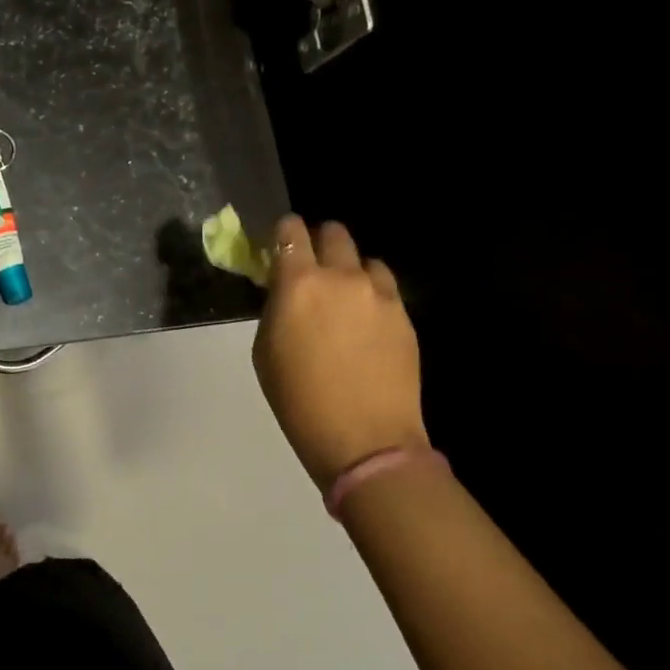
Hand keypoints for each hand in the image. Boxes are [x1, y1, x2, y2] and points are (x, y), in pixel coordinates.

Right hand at [252, 215, 427, 488]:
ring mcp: (380, 294)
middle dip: (319, 242)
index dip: (283, 232)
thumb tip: (286, 292)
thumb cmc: (298, 399)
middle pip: (334, 233)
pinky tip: (364, 323)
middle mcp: (342, 277)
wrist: (364, 437)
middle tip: (311, 269)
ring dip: (350, 270)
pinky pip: (385, 287)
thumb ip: (276, 308)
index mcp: (298, 284)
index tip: (279, 244)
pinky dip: (371, 293)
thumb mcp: (265, 350)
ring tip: (343, 298)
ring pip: (364, 259)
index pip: (291, 232)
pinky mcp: (404, 314)